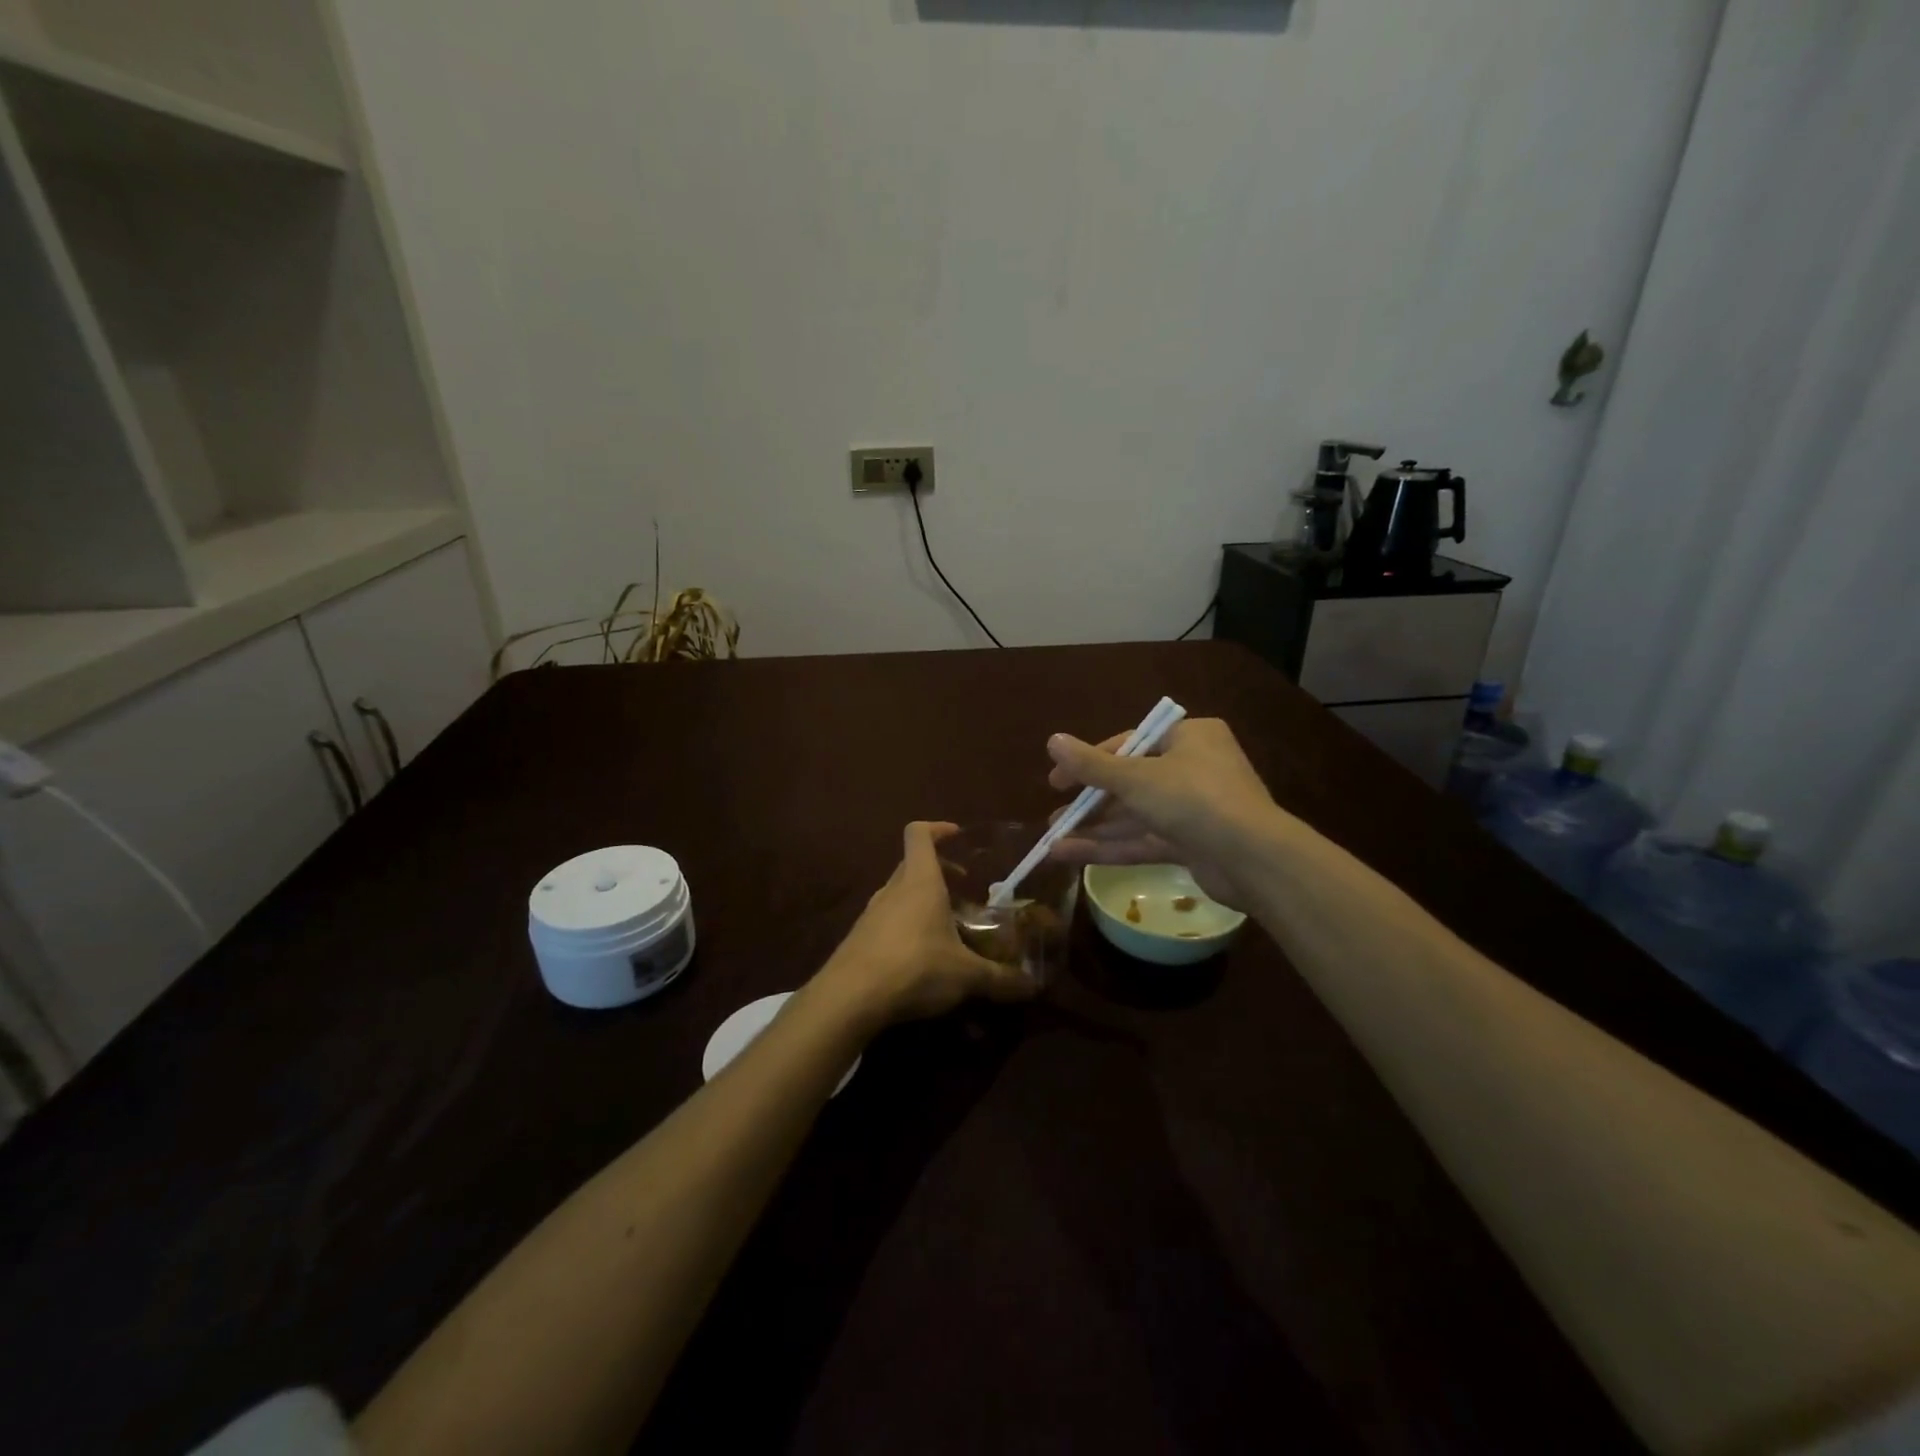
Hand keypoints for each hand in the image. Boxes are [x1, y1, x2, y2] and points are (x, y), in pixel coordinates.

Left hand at [817, 822, 1037, 1028]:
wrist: (849, 997)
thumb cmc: (914, 967)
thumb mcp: (966, 975)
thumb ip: (1000, 978)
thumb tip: (1032, 986)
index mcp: (920, 881)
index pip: (919, 834)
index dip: (938, 828)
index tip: (958, 835)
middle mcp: (893, 890)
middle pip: (912, 864)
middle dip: (939, 870)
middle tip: (963, 888)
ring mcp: (871, 913)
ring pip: (899, 893)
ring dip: (921, 900)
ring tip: (946, 926)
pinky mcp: (858, 938)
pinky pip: (886, 920)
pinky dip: (905, 925)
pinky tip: (920, 956)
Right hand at [1044, 718, 1284, 906]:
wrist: (1253, 859)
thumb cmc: (1193, 799)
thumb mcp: (1135, 778)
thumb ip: (1091, 765)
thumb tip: (1052, 740)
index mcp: (1189, 738)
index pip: (1130, 743)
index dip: (1089, 761)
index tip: (1057, 781)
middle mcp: (1194, 768)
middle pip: (1131, 781)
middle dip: (1090, 801)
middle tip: (1055, 814)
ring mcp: (1194, 809)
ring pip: (1135, 815)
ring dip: (1095, 827)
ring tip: (1052, 837)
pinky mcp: (1193, 844)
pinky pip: (1145, 840)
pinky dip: (1111, 847)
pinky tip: (1069, 855)